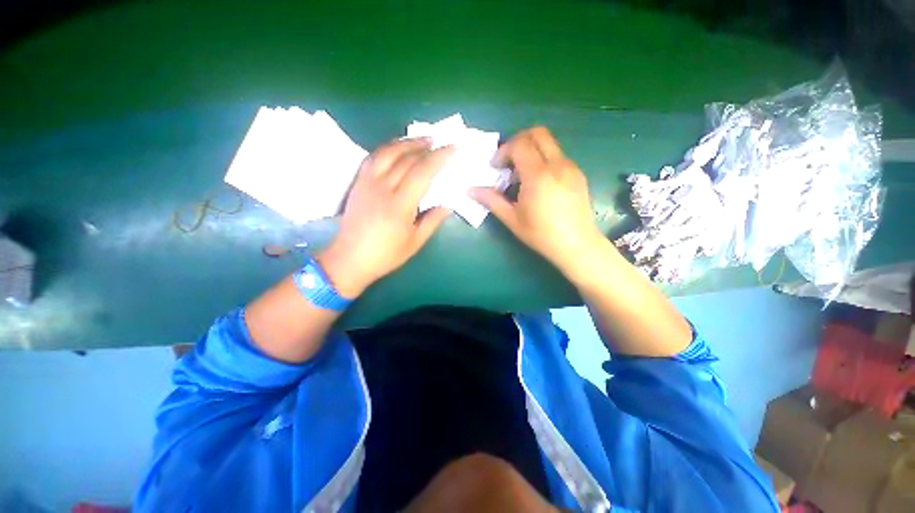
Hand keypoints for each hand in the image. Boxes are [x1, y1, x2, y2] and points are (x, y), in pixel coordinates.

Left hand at [317, 139, 453, 295]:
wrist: (349, 259)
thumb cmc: (385, 255)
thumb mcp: (415, 242)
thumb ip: (432, 220)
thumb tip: (447, 205)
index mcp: (399, 205)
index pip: (422, 172)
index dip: (439, 157)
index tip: (452, 148)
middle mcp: (382, 188)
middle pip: (406, 158)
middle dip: (426, 147)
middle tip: (441, 142)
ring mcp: (367, 183)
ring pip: (388, 152)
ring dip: (407, 142)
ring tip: (422, 139)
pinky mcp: (358, 183)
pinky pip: (373, 158)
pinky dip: (388, 149)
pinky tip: (397, 148)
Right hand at [472, 126, 603, 272]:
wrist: (577, 245)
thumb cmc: (541, 234)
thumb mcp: (512, 219)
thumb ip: (491, 200)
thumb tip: (471, 190)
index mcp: (538, 175)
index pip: (520, 143)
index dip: (503, 150)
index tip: (496, 167)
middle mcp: (557, 164)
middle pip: (537, 132)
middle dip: (518, 141)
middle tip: (508, 162)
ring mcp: (571, 167)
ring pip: (549, 143)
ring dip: (531, 150)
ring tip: (522, 176)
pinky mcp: (578, 173)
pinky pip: (557, 155)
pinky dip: (543, 159)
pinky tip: (539, 183)